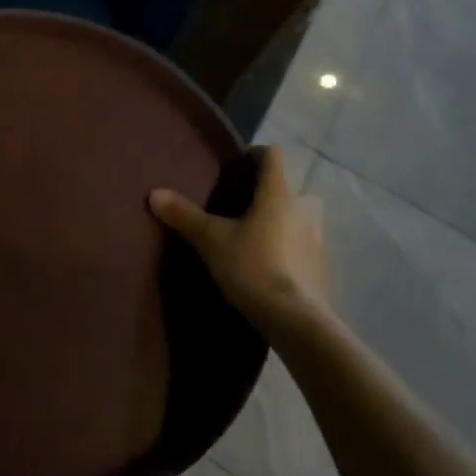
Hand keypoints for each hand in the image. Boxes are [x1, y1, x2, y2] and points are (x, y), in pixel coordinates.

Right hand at [149, 145, 328, 329]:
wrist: (294, 320)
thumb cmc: (252, 267)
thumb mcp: (210, 240)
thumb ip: (184, 215)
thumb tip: (153, 193)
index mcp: (278, 193)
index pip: (272, 156)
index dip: (255, 155)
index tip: (236, 165)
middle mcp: (303, 209)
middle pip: (289, 188)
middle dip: (269, 193)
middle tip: (243, 206)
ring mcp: (317, 239)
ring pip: (299, 218)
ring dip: (283, 221)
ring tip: (255, 235)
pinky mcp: (322, 267)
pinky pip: (304, 246)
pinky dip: (290, 248)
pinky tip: (271, 264)